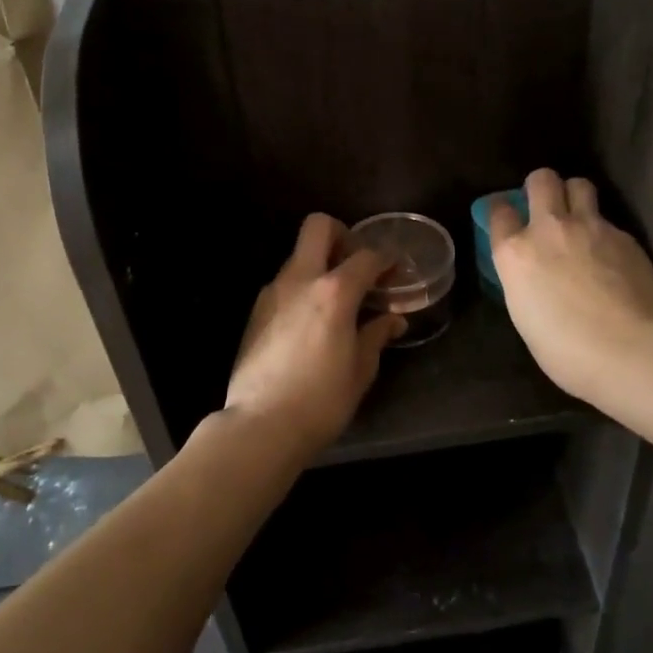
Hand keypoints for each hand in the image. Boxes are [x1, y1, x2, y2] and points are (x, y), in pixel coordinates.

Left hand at [225, 213, 404, 458]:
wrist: (261, 425)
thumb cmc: (321, 400)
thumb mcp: (360, 370)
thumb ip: (376, 335)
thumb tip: (392, 320)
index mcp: (334, 291)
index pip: (367, 256)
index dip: (386, 259)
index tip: (396, 271)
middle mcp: (300, 280)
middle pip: (318, 227)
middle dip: (342, 234)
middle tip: (357, 265)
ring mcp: (272, 292)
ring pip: (298, 256)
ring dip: (320, 265)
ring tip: (337, 300)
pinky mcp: (256, 311)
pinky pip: (285, 284)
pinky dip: (302, 288)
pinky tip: (312, 321)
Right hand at [489, 168, 652, 412]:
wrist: (630, 350)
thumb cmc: (566, 351)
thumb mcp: (525, 316)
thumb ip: (524, 281)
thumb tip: (534, 274)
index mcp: (515, 253)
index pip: (498, 211)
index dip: (501, 211)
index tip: (506, 217)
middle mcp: (548, 229)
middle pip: (541, 180)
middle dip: (540, 186)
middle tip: (546, 205)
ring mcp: (590, 228)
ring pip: (579, 185)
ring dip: (574, 195)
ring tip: (579, 216)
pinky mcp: (624, 236)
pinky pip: (608, 220)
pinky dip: (604, 231)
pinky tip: (611, 256)